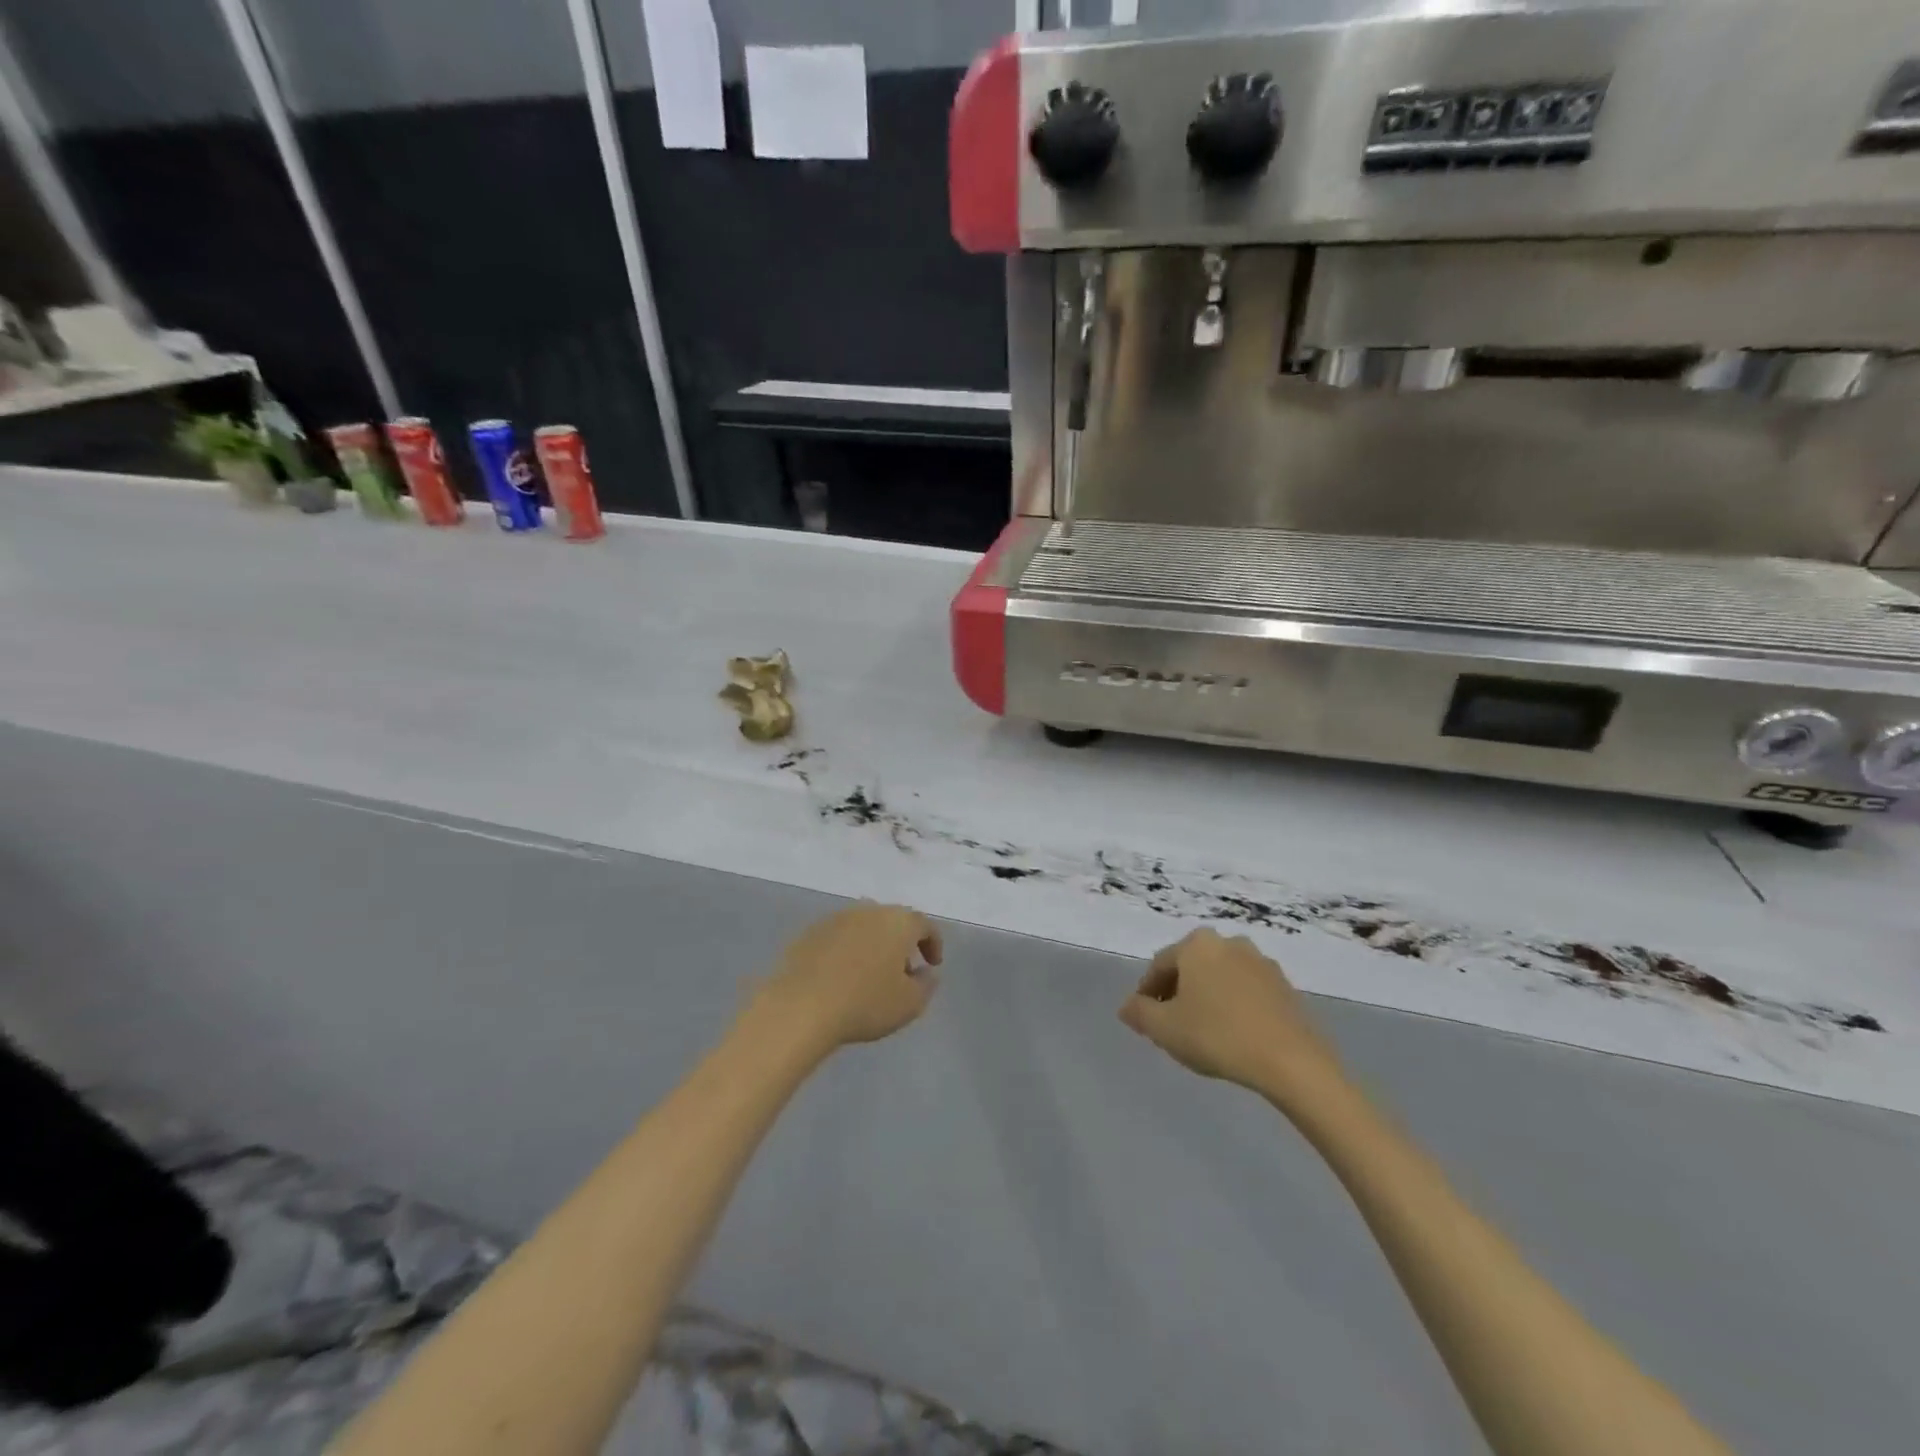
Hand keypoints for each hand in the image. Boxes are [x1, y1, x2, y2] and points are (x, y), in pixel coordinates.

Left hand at [750, 903, 942, 1054]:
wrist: (800, 1006)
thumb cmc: (864, 1003)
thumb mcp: (909, 1004)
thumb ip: (926, 985)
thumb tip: (926, 972)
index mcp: (898, 922)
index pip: (924, 924)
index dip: (933, 943)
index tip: (932, 965)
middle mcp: (868, 910)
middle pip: (892, 921)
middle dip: (901, 943)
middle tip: (902, 971)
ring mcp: (835, 918)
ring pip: (863, 926)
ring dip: (872, 945)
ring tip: (870, 975)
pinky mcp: (809, 932)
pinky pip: (838, 937)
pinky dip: (846, 951)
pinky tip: (841, 976)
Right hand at [1119, 929, 1344, 1106]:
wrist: (1291, 1061)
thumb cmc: (1217, 1036)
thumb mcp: (1164, 1029)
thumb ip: (1139, 1013)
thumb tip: (1127, 1006)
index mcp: (1196, 944)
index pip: (1160, 966)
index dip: (1147, 993)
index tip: (1144, 1018)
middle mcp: (1228, 942)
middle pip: (1191, 967)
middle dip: (1177, 992)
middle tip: (1171, 1024)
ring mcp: (1261, 962)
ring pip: (1219, 977)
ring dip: (1206, 998)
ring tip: (1202, 1031)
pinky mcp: (1285, 986)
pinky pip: (1246, 991)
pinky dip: (1233, 1005)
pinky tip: (1232, 1034)